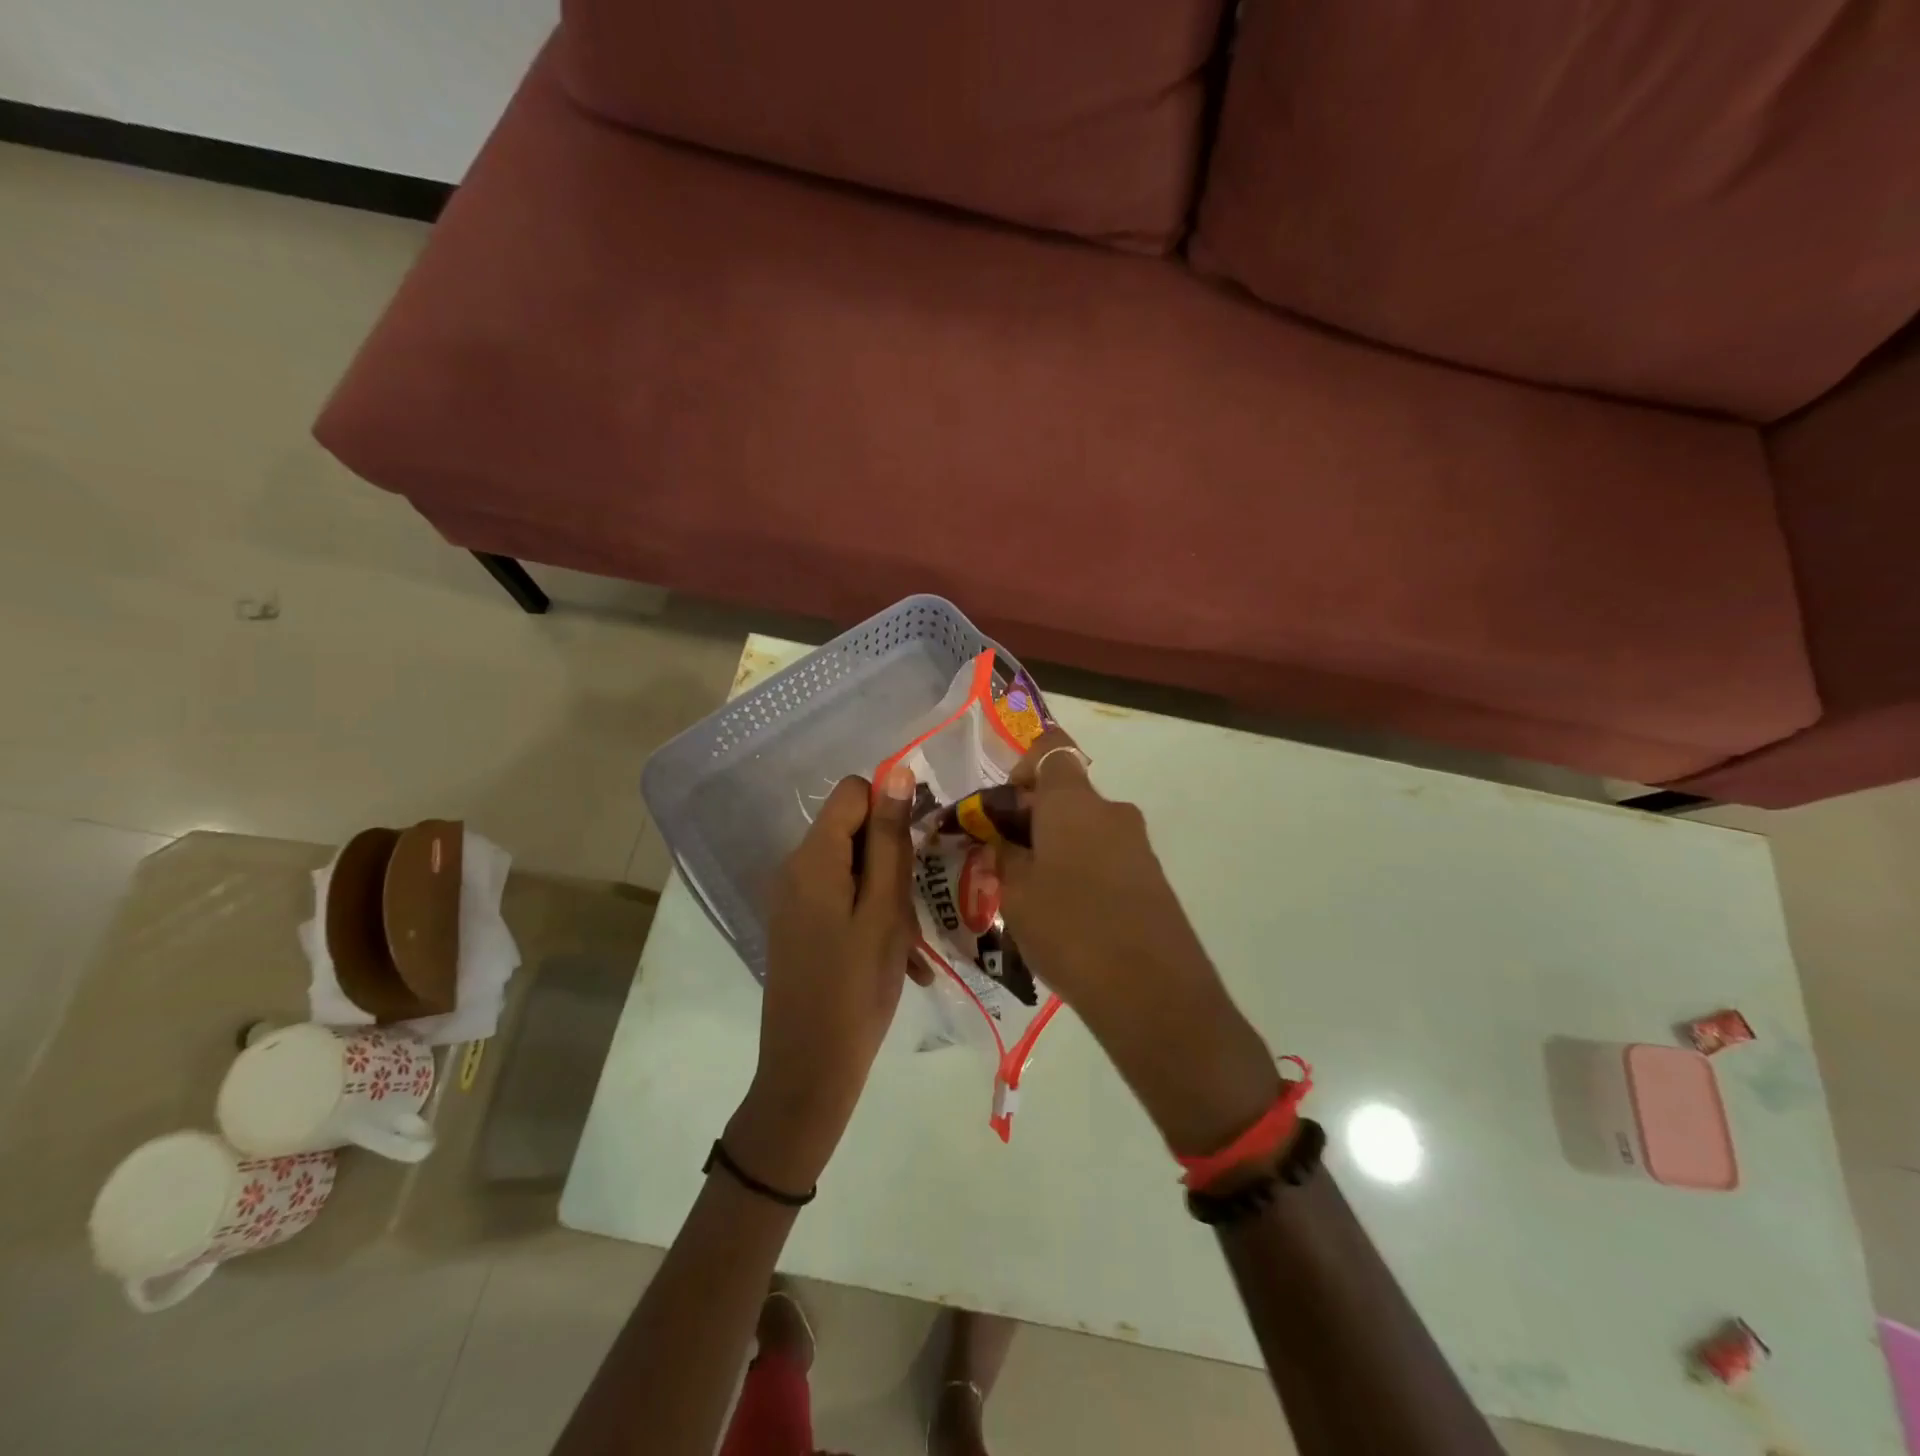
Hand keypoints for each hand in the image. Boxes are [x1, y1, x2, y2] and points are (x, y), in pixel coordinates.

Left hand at [727, 765, 918, 1191]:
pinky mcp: (798, 926)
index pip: (853, 792)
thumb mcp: (885, 910)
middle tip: (917, 905)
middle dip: (891, 857)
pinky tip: (897, 956)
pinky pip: (841, 898)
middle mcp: (794, 868)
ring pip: (852, 868)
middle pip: (852, 831)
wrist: (808, 1071)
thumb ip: (890, 840)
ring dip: (887, 893)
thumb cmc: (856, 988)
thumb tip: (894, 772)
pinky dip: (870, 915)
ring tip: (911, 941)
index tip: (918, 850)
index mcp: (813, 858)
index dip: (890, 808)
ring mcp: (792, 900)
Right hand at [993, 733, 1279, 1154]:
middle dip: (1031, 818)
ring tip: (1031, 896)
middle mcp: (1111, 811)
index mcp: (1073, 802)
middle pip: (1066, 794)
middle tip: (1003, 860)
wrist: (1152, 991)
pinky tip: (1066, 916)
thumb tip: (1005, 841)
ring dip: (1055, 847)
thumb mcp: (1016, 893)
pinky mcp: (1152, 877)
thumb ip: (1005, 856)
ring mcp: (1137, 845)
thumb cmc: (1070, 929)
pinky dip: (1081, 870)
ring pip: (1085, 829)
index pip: (1051, 749)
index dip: (1023, 765)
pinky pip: (1106, 857)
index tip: (1004, 806)